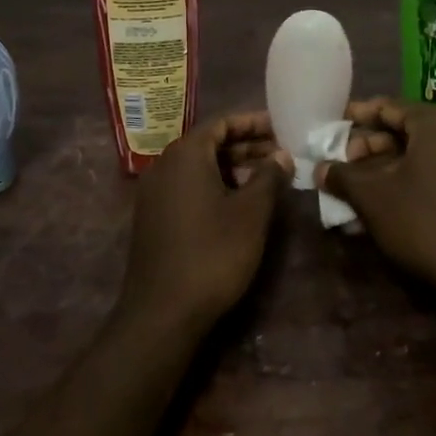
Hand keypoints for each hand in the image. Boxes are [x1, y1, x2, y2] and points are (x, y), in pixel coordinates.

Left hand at [119, 112, 289, 329]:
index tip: (281, 127)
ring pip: (199, 166)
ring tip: (267, 178)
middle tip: (280, 153)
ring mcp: (154, 192)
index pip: (222, 123)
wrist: (162, 312)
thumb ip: (269, 177)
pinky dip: (214, 185)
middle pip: (209, 143)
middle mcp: (164, 164)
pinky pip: (188, 186)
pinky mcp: (153, 216)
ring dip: (232, 167)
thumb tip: (282, 155)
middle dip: (246, 146)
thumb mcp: (250, 213)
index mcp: (185, 154)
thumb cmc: (212, 253)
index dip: (253, 123)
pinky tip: (239, 202)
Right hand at [323, 99, 435, 305]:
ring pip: (428, 153)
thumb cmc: (424, 224)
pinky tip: (398, 200)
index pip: (391, 107)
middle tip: (348, 162)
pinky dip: (420, 177)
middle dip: (375, 145)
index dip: (361, 114)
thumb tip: (320, 169)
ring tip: (367, 185)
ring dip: (395, 165)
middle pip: (411, 129)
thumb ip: (344, 177)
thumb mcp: (374, 199)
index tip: (338, 122)